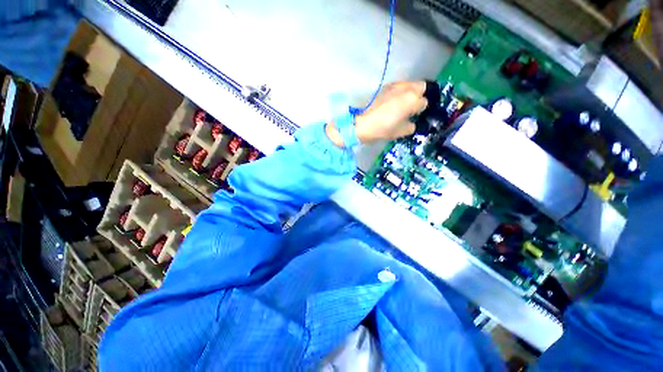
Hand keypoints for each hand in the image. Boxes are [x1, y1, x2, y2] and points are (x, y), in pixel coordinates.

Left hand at [326, 81, 427, 146]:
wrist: (360, 123)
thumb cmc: (381, 129)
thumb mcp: (400, 132)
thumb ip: (410, 126)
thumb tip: (411, 122)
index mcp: (412, 100)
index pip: (424, 102)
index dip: (419, 110)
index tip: (413, 115)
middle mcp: (406, 88)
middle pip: (421, 86)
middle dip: (419, 95)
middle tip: (411, 106)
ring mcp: (394, 85)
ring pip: (409, 84)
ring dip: (409, 92)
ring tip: (402, 103)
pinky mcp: (384, 86)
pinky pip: (398, 85)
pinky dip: (399, 91)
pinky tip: (392, 101)